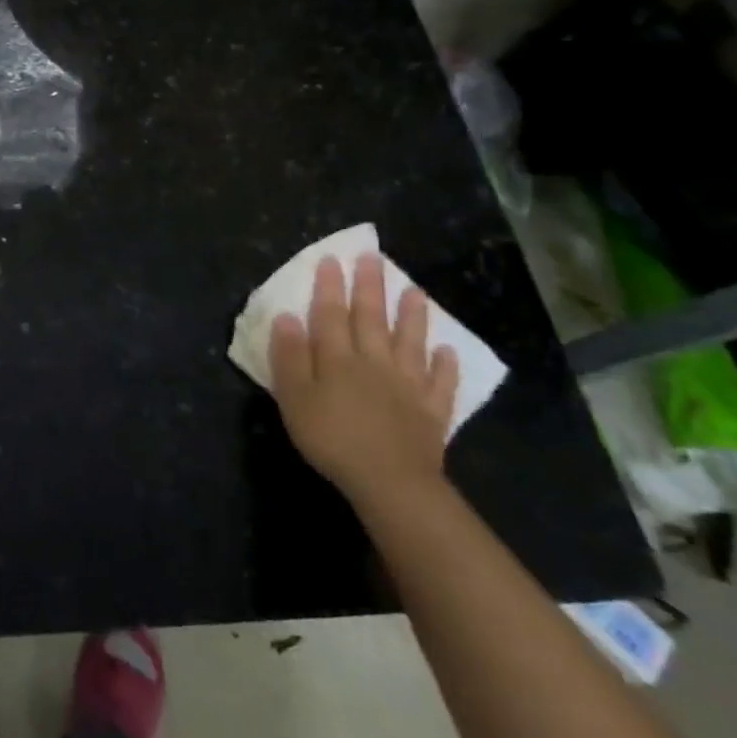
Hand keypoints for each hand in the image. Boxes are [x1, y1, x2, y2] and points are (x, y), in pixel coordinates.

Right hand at [269, 254, 459, 503]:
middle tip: (373, 257)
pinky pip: (440, 382)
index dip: (330, 286)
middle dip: (371, 286)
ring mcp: (407, 384)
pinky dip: (445, 365)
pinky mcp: (431, 410)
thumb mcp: (294, 397)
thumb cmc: (330, 437)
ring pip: (410, 342)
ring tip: (415, 290)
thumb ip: (290, 356)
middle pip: (372, 318)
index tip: (332, 259)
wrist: (389, 480)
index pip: (331, 314)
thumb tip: (288, 317)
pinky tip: (448, 351)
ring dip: (413, 315)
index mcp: (337, 358)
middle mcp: (374, 361)